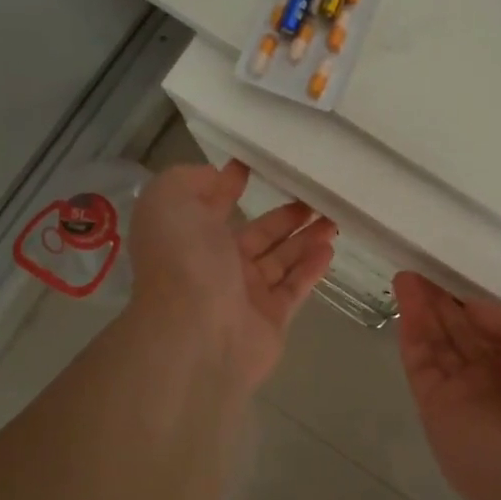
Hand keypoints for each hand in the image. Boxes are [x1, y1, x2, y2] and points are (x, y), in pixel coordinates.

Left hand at [129, 161, 336, 394]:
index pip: (213, 206)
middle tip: (315, 195)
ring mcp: (244, 295)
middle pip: (256, 234)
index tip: (259, 165)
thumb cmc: (183, 261)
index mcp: (189, 237)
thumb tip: (217, 177)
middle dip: (283, 215)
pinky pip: (294, 288)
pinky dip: (311, 268)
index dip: (230, 184)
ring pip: (280, 260)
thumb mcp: (168, 201)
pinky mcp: (270, 319)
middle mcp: (215, 265)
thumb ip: (188, 180)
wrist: (197, 333)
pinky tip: (329, 249)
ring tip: (332, 217)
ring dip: (305, 238)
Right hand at [393, 272, 500, 499]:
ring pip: (437, 342)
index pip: (492, 322)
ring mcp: (464, 392)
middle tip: (417, 271)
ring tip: (405, 277)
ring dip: (421, 309)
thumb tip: (472, 310)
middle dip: (440, 301)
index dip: (470, 298)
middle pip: (460, 330)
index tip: (449, 271)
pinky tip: (405, 303)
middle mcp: (497, 374)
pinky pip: (420, 362)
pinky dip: (412, 333)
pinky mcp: (435, 408)